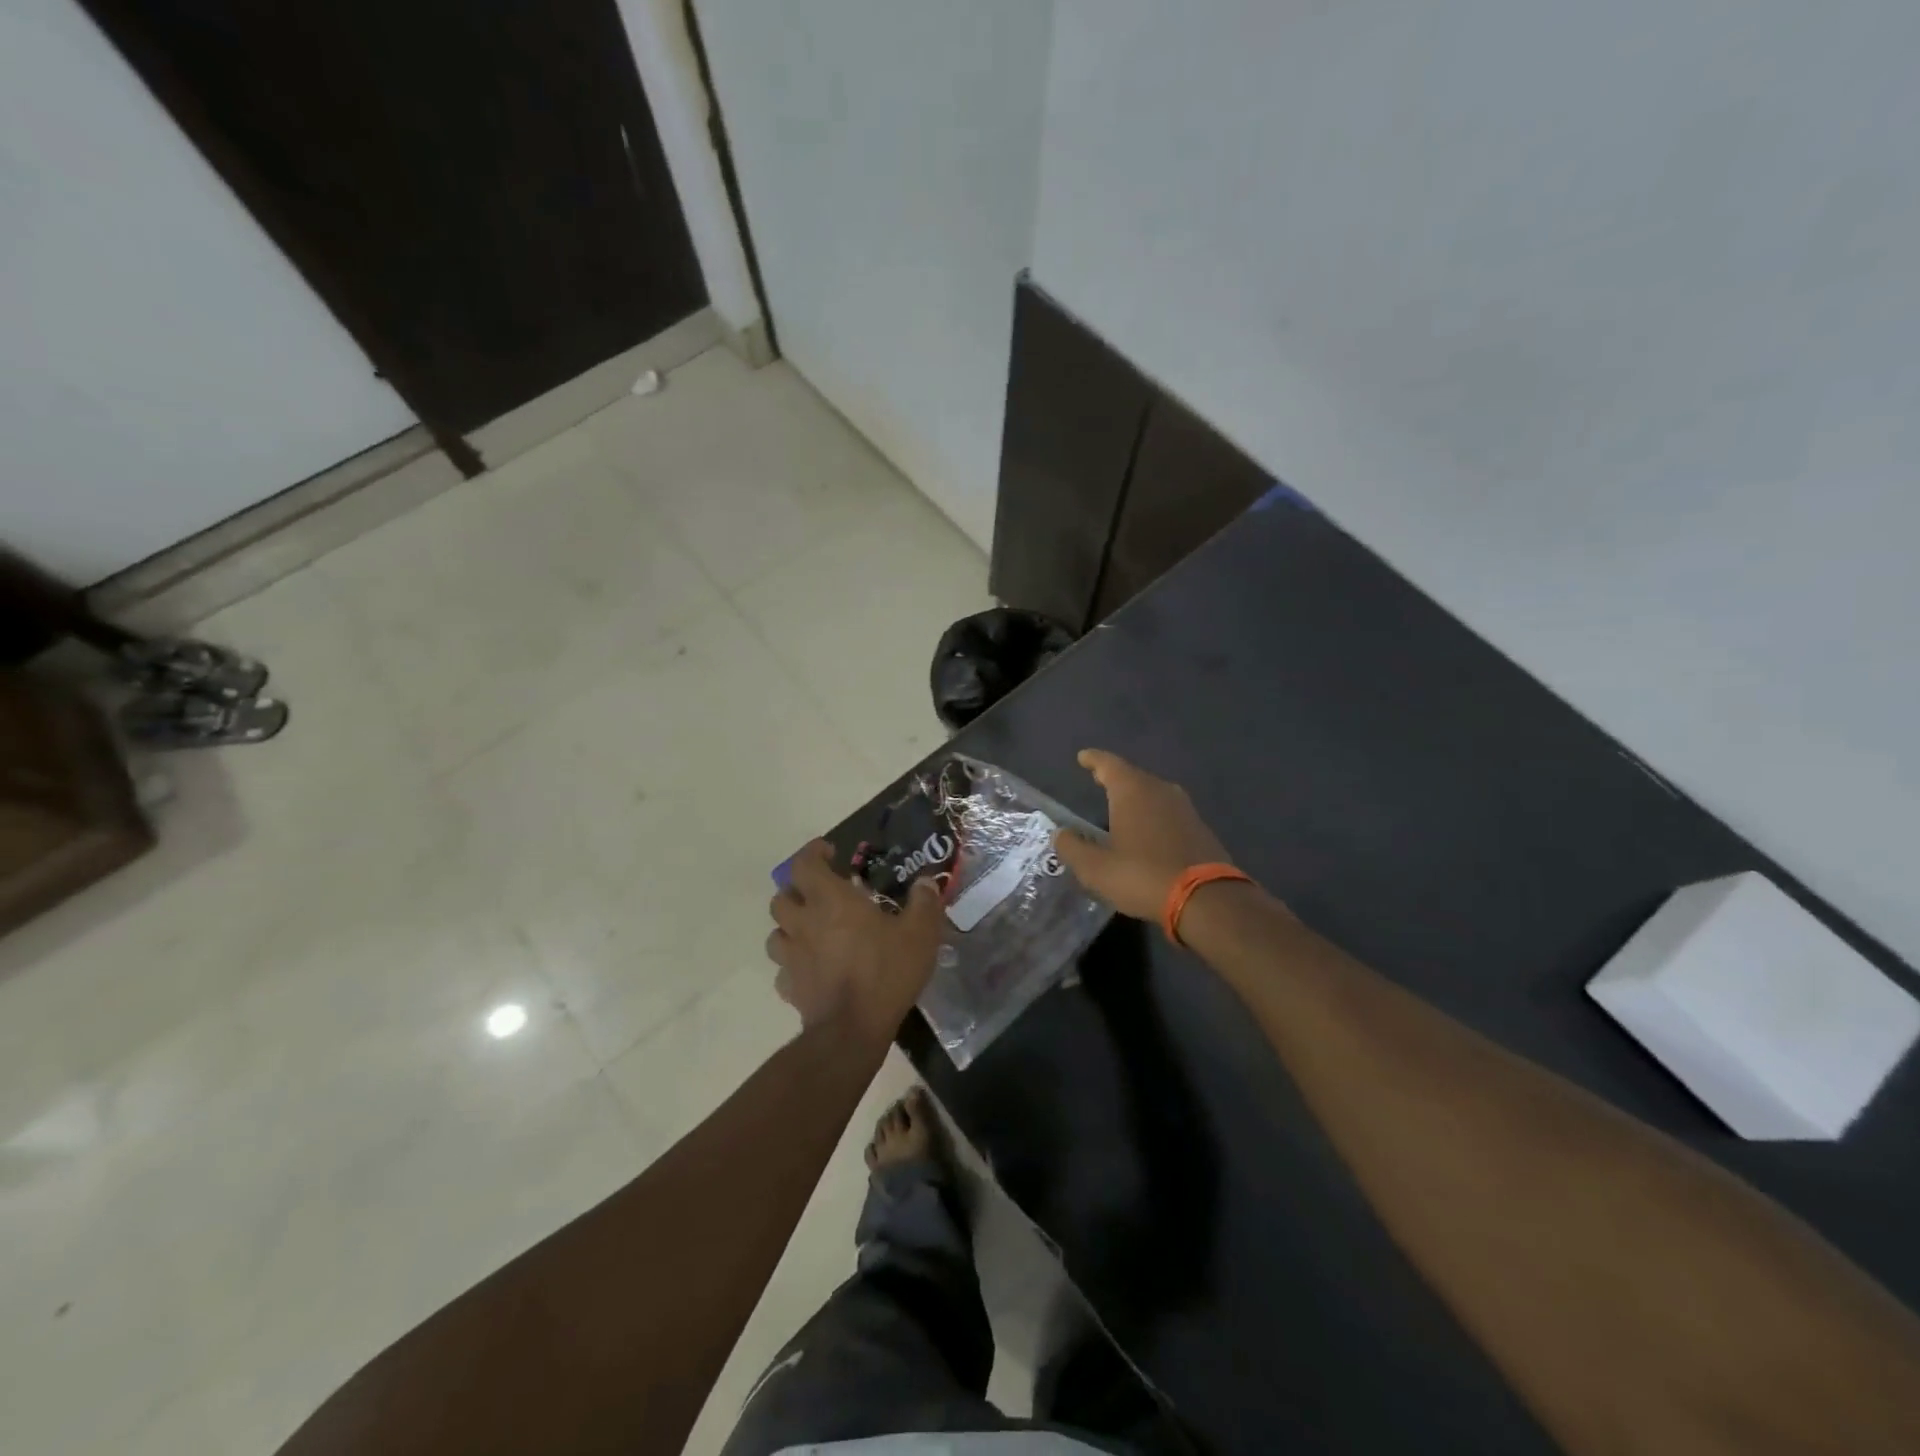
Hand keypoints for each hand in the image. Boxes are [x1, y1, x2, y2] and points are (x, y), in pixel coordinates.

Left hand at [766, 841, 945, 1040]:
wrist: (853, 1030)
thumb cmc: (885, 972)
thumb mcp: (919, 934)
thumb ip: (924, 904)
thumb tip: (926, 882)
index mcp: (830, 901)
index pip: (803, 864)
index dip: (812, 853)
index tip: (828, 852)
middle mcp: (804, 923)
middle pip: (781, 897)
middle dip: (797, 891)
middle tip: (821, 894)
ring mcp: (792, 957)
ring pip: (776, 933)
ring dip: (791, 927)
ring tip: (814, 931)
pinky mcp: (790, 988)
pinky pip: (784, 970)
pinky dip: (795, 964)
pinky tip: (813, 969)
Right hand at [1052, 749, 1231, 920]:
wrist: (1207, 900)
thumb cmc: (1143, 876)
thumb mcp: (1096, 869)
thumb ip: (1073, 848)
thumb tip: (1060, 835)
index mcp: (1133, 791)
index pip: (1108, 764)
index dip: (1093, 760)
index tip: (1083, 756)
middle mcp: (1160, 790)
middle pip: (1133, 776)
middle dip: (1114, 778)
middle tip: (1098, 780)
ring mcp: (1184, 808)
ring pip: (1153, 794)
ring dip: (1136, 798)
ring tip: (1121, 807)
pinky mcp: (1199, 828)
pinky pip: (1168, 813)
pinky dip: (1153, 816)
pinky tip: (1147, 832)